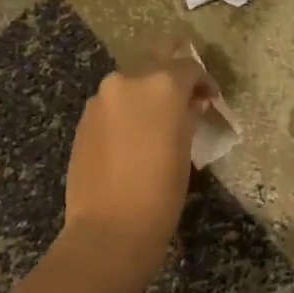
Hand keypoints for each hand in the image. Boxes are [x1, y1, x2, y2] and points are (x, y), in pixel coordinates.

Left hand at [60, 45, 216, 286]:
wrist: (110, 228)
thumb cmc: (161, 191)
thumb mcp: (186, 149)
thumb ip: (187, 116)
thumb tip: (190, 103)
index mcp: (162, 84)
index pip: (188, 66)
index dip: (203, 81)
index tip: (209, 98)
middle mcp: (128, 81)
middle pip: (155, 64)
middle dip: (171, 79)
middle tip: (184, 100)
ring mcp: (101, 98)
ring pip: (130, 85)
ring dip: (146, 95)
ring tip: (157, 122)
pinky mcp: (84, 119)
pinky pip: (112, 104)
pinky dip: (126, 112)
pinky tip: (133, 137)